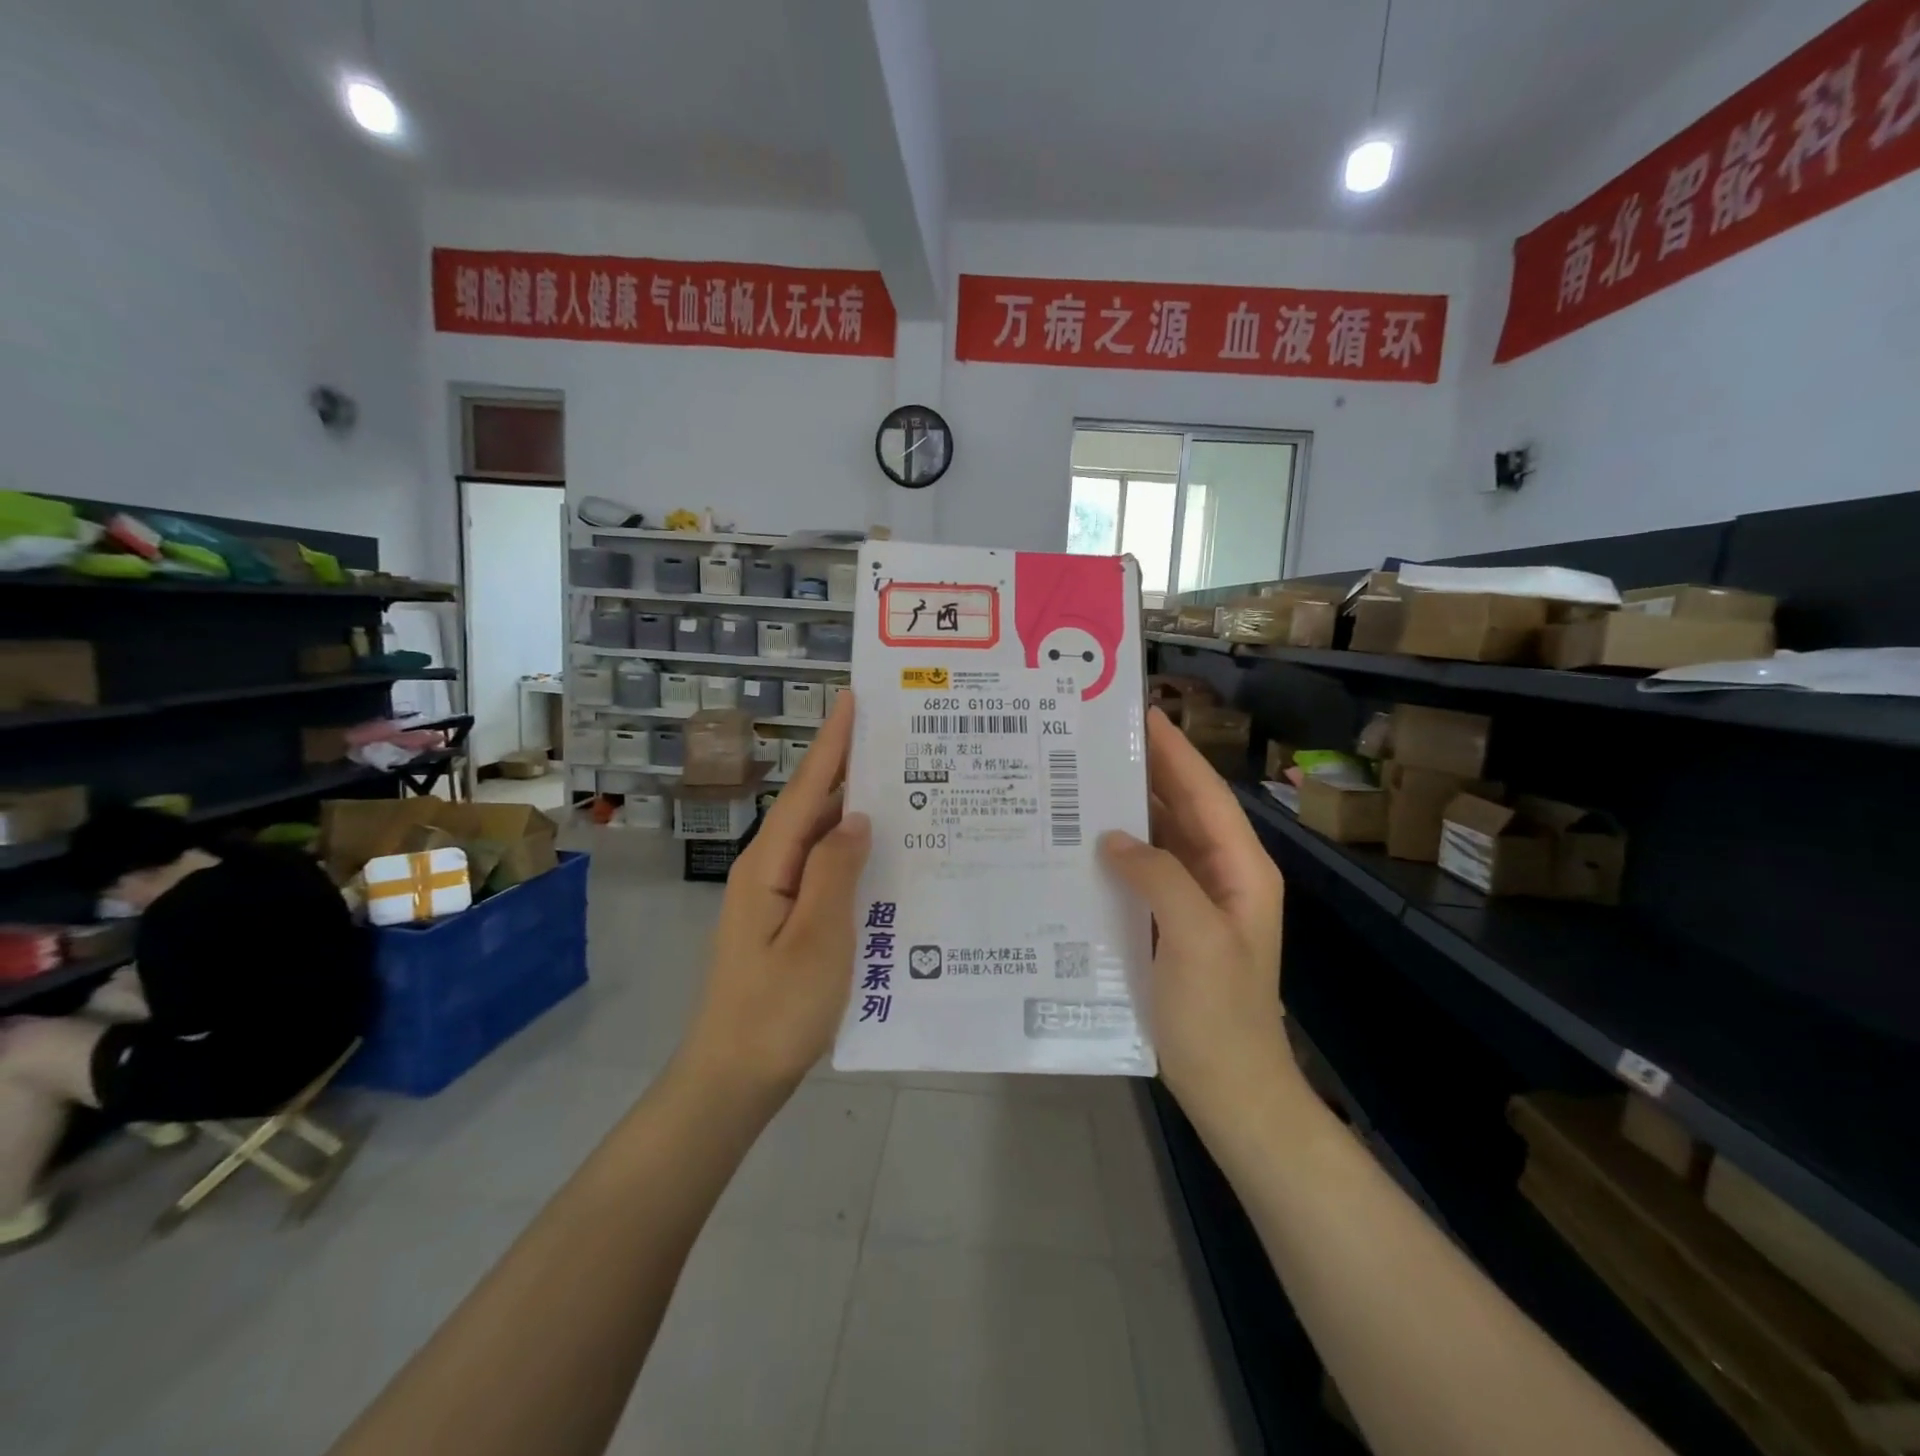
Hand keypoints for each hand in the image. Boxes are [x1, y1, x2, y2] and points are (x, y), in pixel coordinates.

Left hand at [682, 693, 870, 1093]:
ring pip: (820, 840)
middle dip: (849, 769)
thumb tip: (856, 816)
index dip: (832, 743)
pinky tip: (883, 857)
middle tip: (898, 741)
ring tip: (903, 789)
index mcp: (769, 865)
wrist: (733, 1078)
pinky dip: (851, 854)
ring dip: (854, 812)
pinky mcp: (786, 920)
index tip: (855, 699)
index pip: (806, 789)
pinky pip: (823, 871)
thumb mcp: (816, 938)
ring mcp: (775, 897)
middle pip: (812, 806)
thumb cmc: (777, 1009)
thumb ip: (835, 870)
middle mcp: (768, 870)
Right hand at [1099, 707, 1289, 1120]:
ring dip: (1128, 810)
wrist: (1231, 1090)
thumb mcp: (1196, 939)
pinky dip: (1118, 852)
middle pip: (1181, 808)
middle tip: (1095, 739)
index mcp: (1240, 869)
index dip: (1174, 751)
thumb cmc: (1220, 1015)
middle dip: (1145, 771)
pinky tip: (1083, 843)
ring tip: (1080, 778)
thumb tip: (1112, 837)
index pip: (1204, 793)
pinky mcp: (1170, 924)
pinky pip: (1144, 873)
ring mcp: (1195, 901)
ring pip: (1160, 838)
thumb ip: (1160, 877)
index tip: (1140, 713)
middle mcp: (1220, 874)